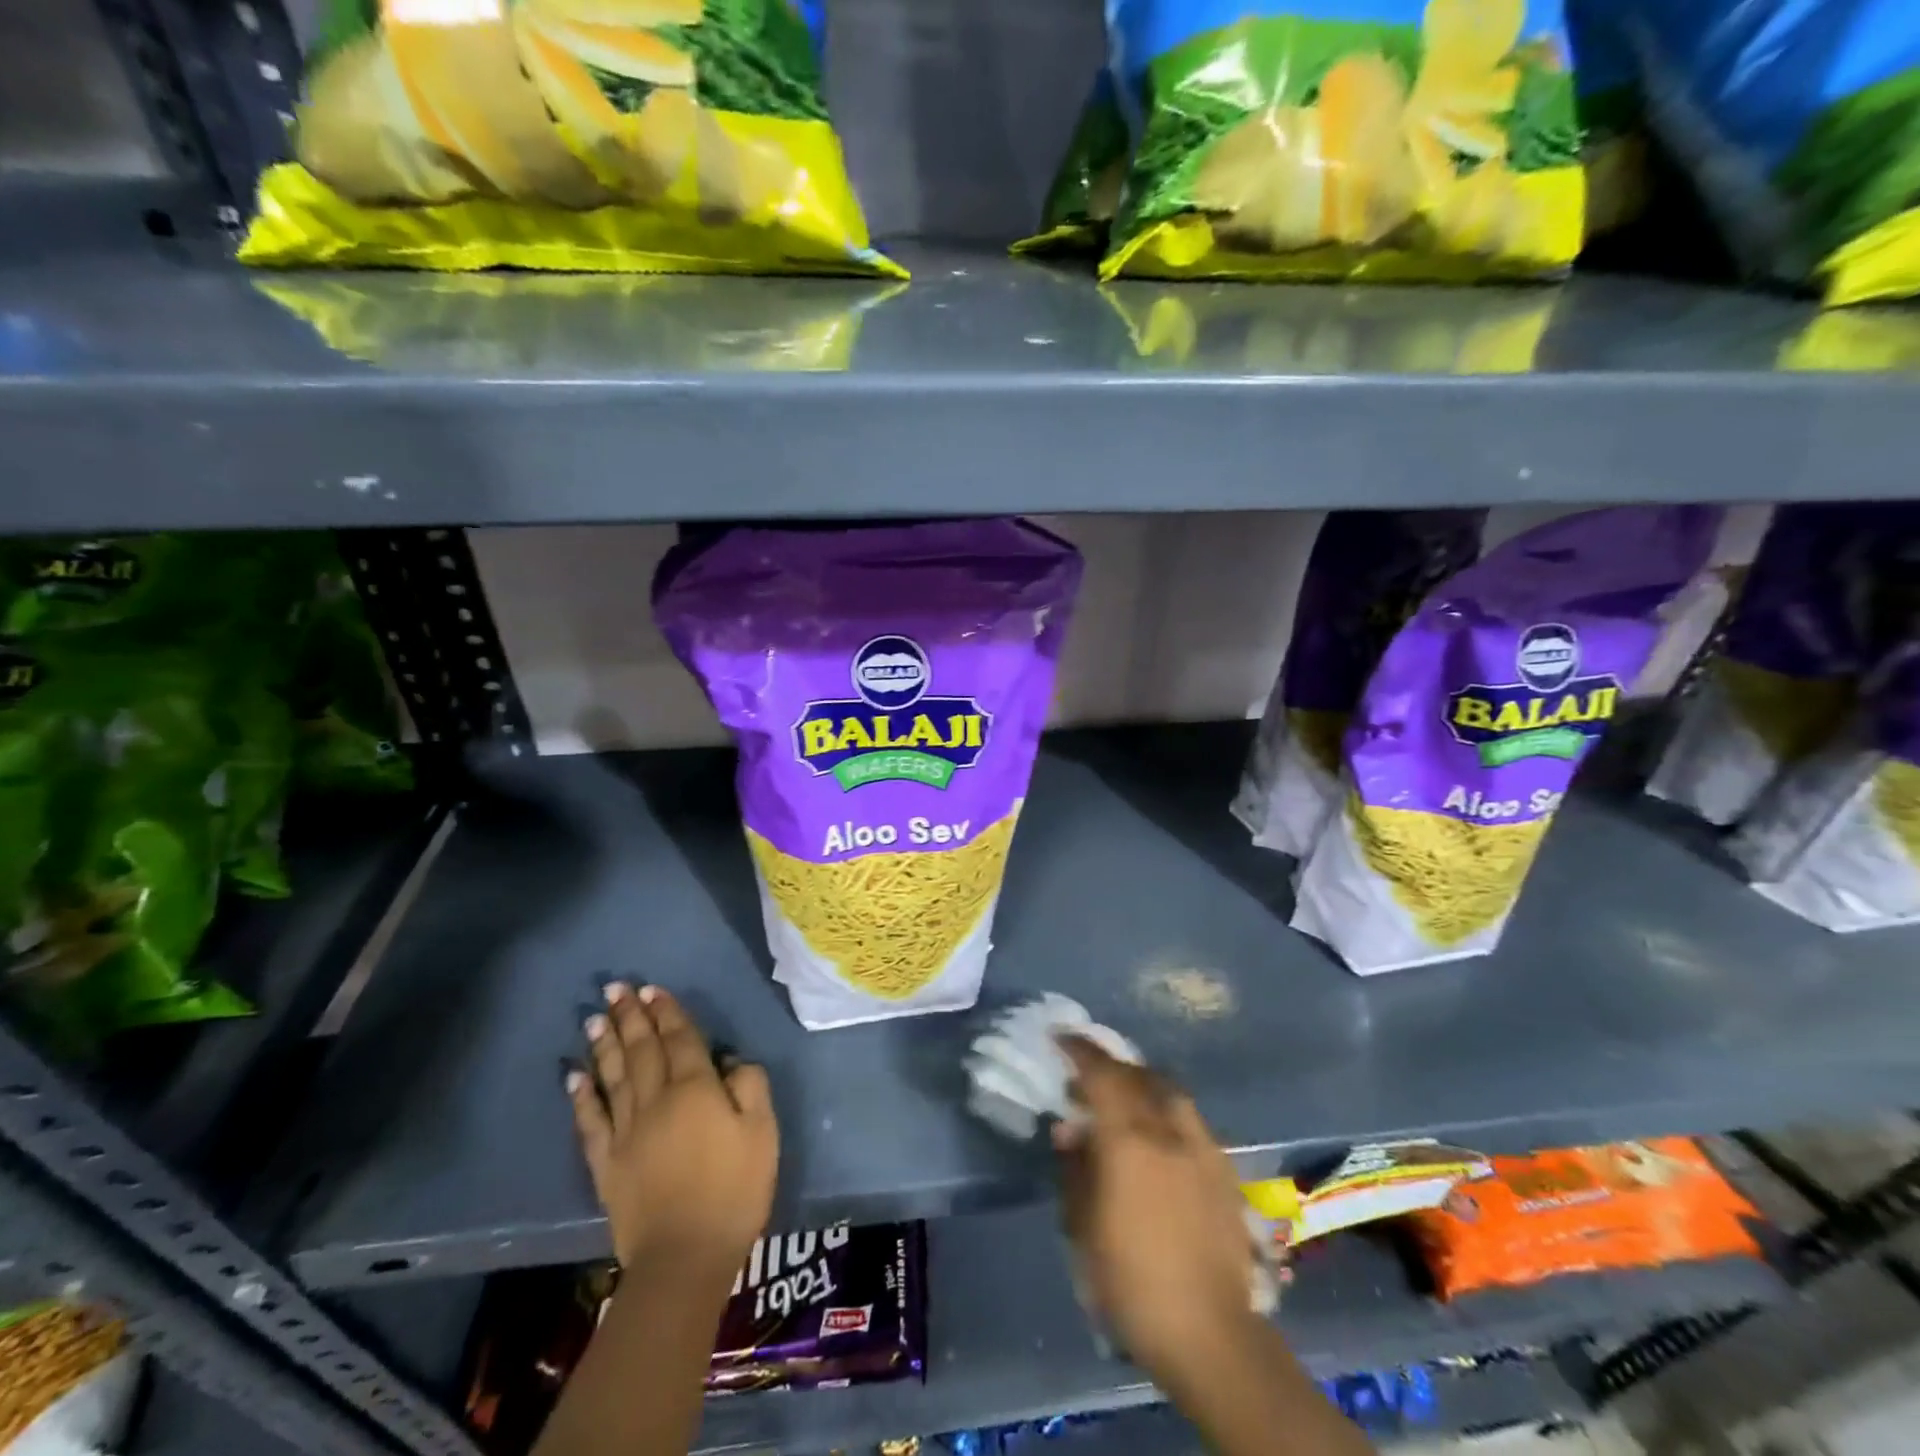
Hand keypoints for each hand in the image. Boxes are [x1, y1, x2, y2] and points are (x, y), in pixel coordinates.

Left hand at [568, 983, 777, 1275]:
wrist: (685, 1258)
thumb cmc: (735, 1189)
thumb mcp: (763, 1132)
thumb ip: (750, 1086)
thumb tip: (730, 1061)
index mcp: (696, 1089)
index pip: (679, 1039)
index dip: (667, 1013)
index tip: (652, 989)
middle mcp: (656, 1100)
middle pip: (642, 1050)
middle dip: (631, 1017)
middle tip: (616, 988)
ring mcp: (626, 1132)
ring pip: (613, 1077)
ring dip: (605, 1045)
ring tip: (596, 1018)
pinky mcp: (607, 1164)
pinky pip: (591, 1122)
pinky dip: (582, 1096)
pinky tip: (575, 1076)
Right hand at [1053, 1036, 1256, 1384]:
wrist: (1210, 1333)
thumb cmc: (1132, 1282)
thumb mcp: (1083, 1228)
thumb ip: (1076, 1168)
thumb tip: (1070, 1130)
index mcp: (1130, 1139)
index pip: (1101, 1074)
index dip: (1079, 1050)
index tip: (1059, 1037)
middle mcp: (1169, 1129)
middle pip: (1137, 1075)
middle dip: (1108, 1064)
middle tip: (1085, 1072)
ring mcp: (1201, 1146)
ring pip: (1168, 1090)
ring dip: (1140, 1081)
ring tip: (1122, 1095)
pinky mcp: (1223, 1169)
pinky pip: (1188, 1117)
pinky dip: (1165, 1108)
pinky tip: (1158, 1133)